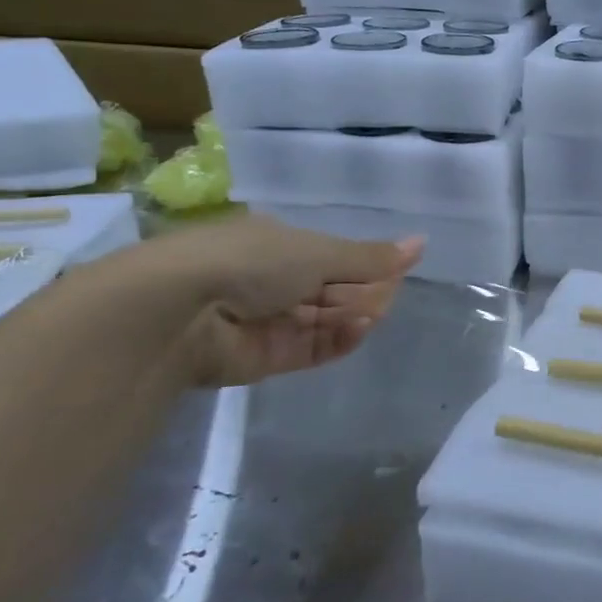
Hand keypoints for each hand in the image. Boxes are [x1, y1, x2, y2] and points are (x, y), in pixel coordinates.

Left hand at [117, 214, 423, 385]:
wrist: (180, 309)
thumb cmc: (252, 261)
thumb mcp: (319, 252)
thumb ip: (370, 257)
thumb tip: (421, 243)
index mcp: (279, 244)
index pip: (334, 256)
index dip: (366, 264)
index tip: (396, 271)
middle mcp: (271, 280)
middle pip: (332, 290)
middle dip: (363, 292)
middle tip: (388, 296)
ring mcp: (267, 320)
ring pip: (325, 320)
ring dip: (354, 316)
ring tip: (374, 314)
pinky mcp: (265, 358)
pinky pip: (311, 348)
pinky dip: (338, 340)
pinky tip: (358, 330)